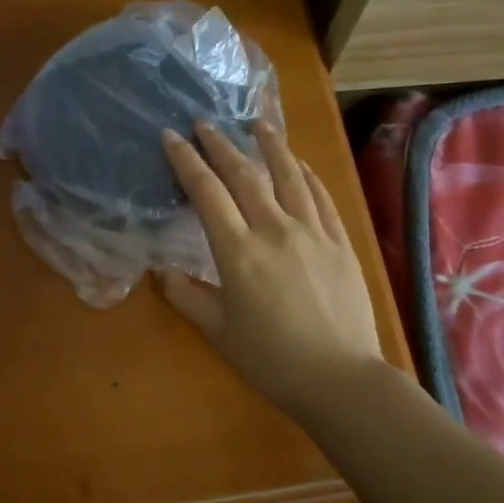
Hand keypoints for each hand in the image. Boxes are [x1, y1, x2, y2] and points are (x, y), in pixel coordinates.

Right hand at [159, 121, 382, 419]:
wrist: (341, 379)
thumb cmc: (272, 360)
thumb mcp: (219, 332)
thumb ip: (187, 297)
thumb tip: (162, 272)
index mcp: (238, 252)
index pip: (207, 193)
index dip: (186, 162)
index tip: (172, 137)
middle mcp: (275, 230)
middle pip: (244, 175)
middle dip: (220, 145)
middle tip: (204, 123)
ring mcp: (313, 232)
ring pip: (289, 176)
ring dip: (270, 146)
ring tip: (257, 124)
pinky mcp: (340, 242)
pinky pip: (321, 197)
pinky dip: (306, 175)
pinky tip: (300, 165)